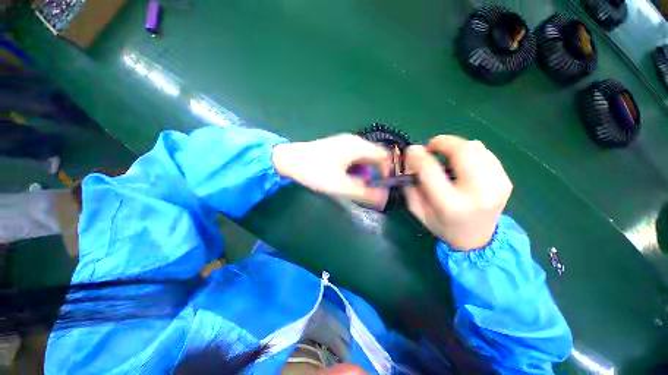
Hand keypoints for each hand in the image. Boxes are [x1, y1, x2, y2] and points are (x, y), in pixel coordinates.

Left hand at [273, 134, 389, 207]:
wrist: (289, 160)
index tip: (383, 186)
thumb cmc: (316, 172)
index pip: (384, 156)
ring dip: (364, 171)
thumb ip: (365, 193)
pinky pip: (353, 156)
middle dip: (374, 173)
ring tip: (354, 184)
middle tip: (367, 188)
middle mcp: (354, 140)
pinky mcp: (337, 146)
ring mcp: (344, 141)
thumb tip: (384, 199)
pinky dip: (355, 167)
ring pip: (363, 157)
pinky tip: (344, 176)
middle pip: (374, 156)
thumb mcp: (342, 186)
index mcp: (358, 146)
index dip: (388, 171)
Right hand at [403, 135, 512, 249]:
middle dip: (442, 142)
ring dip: (455, 147)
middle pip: (462, 151)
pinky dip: (469, 152)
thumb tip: (410, 161)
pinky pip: (486, 153)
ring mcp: (497, 184)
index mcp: (450, 205)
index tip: (411, 150)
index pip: (431, 170)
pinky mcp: (505, 180)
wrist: (478, 239)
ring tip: (446, 156)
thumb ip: (410, 187)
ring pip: (476, 147)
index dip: (418, 156)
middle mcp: (478, 192)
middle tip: (431, 147)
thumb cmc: (443, 226)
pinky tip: (462, 163)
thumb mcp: (418, 211)